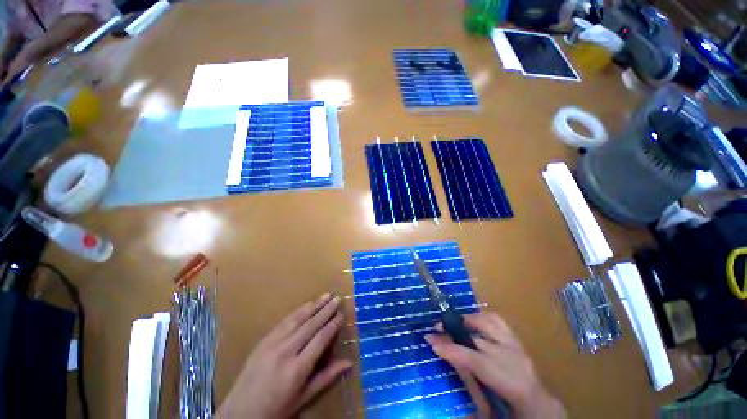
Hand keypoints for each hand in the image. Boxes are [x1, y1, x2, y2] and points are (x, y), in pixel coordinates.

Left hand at [217, 294, 351, 418]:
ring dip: (314, 305)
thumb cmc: (276, 409)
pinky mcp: (263, 340)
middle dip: (326, 310)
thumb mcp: (303, 397)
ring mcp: (272, 344)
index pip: (320, 339)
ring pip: (297, 319)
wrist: (240, 413)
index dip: (332, 326)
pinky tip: (307, 304)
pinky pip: (284, 321)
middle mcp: (285, 352)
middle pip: (310, 325)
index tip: (342, 315)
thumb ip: (326, 377)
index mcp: (296, 369)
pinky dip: (298, 311)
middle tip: (338, 298)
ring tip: (326, 295)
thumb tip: (349, 362)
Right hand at [424, 312, 564, 418]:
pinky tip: (472, 322)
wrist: (541, 407)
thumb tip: (446, 361)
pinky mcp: (518, 341)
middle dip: (453, 331)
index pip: (476, 361)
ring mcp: (519, 347)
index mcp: (513, 384)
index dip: (451, 349)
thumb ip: (469, 385)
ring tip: (455, 323)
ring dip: (469, 319)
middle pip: (479, 338)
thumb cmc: (514, 411)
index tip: (430, 341)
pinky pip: (498, 321)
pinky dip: (482, 318)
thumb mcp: (489, 408)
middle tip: (436, 328)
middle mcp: (517, 360)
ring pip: (491, 322)